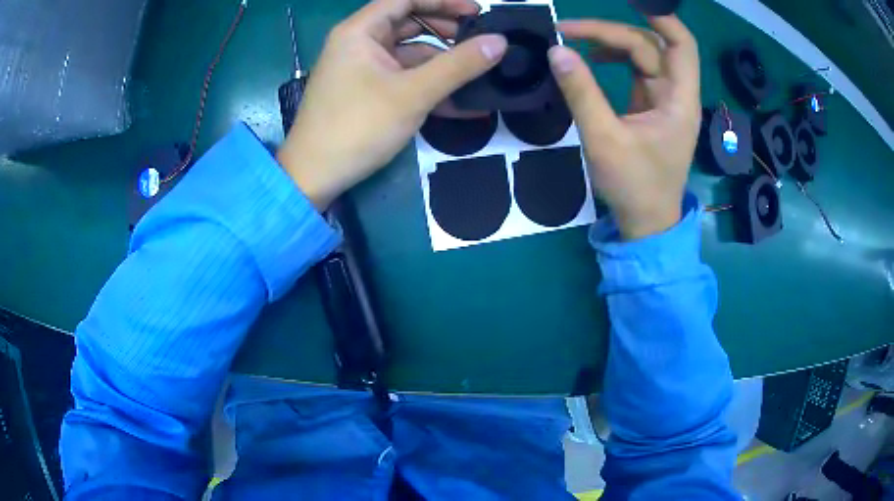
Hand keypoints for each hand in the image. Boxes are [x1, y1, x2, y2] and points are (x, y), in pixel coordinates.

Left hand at [277, 0, 507, 210]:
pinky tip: (458, 99)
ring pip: (408, 52)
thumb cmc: (358, 127)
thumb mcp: (413, 93)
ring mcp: (361, 68)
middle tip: (479, 40)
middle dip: (446, 29)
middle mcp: (358, 43)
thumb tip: (500, 42)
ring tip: (476, 72)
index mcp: (360, 31)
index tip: (477, 12)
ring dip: (441, 60)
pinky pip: (401, 76)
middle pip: (408, 22)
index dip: (443, 1)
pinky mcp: (365, 91)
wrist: (314, 176)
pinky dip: (427, 83)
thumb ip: (459, 65)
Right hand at [547, 16, 700, 239]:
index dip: (661, 19)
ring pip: (643, 56)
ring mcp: (664, 100)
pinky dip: (614, 59)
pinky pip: (636, 71)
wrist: (646, 223)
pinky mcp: (651, 107)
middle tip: (567, 30)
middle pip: (652, 46)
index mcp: (678, 100)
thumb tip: (556, 50)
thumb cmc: (634, 186)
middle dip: (612, 32)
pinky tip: (592, 59)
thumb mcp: (604, 139)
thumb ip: (581, 93)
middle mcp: (676, 94)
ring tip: (574, 40)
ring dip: (611, 43)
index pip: (682, 45)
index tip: (629, 2)